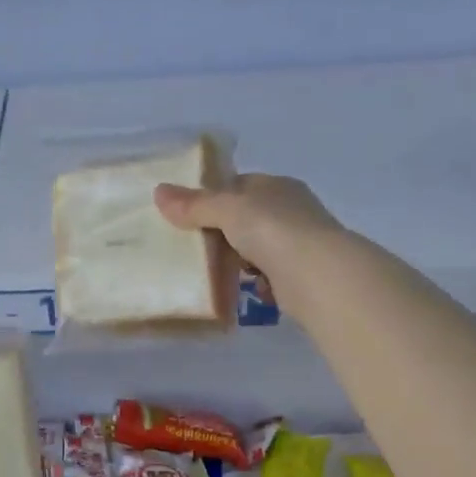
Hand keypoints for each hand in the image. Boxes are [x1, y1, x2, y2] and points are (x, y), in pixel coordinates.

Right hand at [154, 173, 343, 287]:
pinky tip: (239, 291)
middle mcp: (291, 211)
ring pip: (258, 249)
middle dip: (223, 233)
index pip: (241, 185)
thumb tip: (159, 192)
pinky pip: (269, 276)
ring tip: (210, 272)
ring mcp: (298, 244)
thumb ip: (195, 205)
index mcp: (277, 186)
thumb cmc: (272, 230)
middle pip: (248, 219)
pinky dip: (254, 283)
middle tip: (193, 248)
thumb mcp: (227, 210)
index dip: (214, 197)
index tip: (189, 215)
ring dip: (238, 260)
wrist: (316, 275)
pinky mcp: (300, 276)